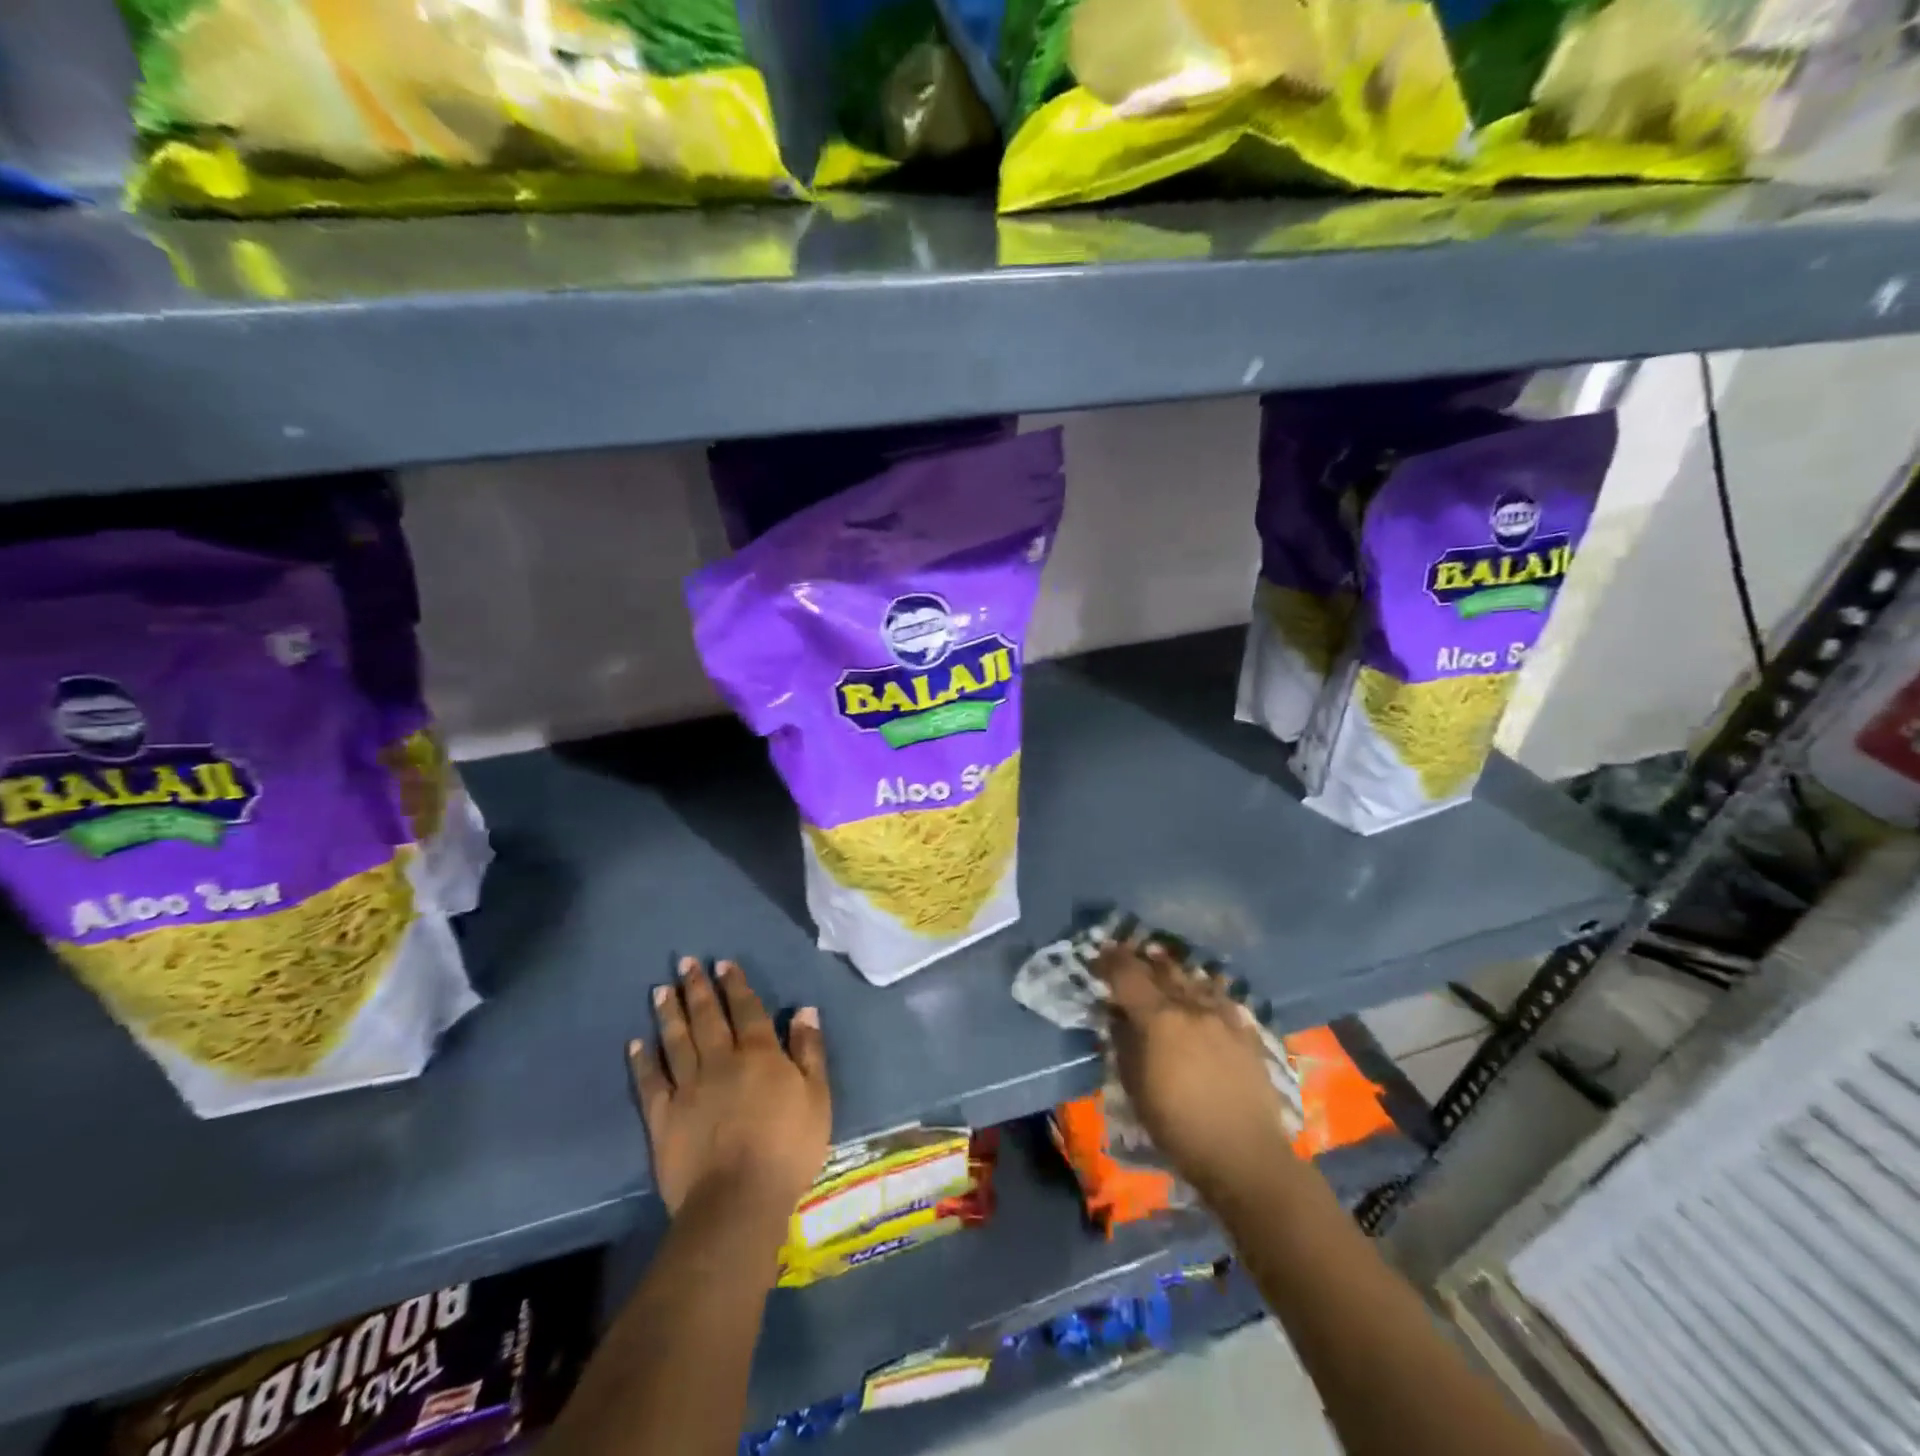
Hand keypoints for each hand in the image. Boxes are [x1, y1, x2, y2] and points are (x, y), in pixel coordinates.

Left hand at [629, 958, 830, 1224]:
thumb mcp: (817, 1096)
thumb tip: (804, 1009)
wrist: (738, 1200)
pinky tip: (636, 1042)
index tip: (723, 963)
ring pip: (676, 1041)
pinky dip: (643, 1060)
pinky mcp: (664, 1117)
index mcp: (759, 1054)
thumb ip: (809, 1050)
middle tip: (685, 962)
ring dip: (669, 1013)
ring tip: (660, 989)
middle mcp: (720, 1061)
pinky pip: (651, 1082)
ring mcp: (688, 1088)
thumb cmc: (788, 1148)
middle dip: (697, 988)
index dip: (735, 985)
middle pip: (707, 1017)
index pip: (747, 1010)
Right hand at [1094, 940, 1297, 1198]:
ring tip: (1161, 965)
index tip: (1100, 954)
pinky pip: (1220, 997)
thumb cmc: (1177, 1127)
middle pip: (1161, 969)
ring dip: (1173, 970)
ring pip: (1193, 978)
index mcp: (1158, 1018)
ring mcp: (1222, 1016)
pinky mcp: (1246, 1031)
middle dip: (1141, 959)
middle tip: (1126, 956)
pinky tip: (1201, 992)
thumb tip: (1117, 1016)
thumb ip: (1123, 1043)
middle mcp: (1190, 1006)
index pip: (1127, 974)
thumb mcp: (1134, 1087)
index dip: (1111, 960)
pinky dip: (1203, 989)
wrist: (1244, 1154)